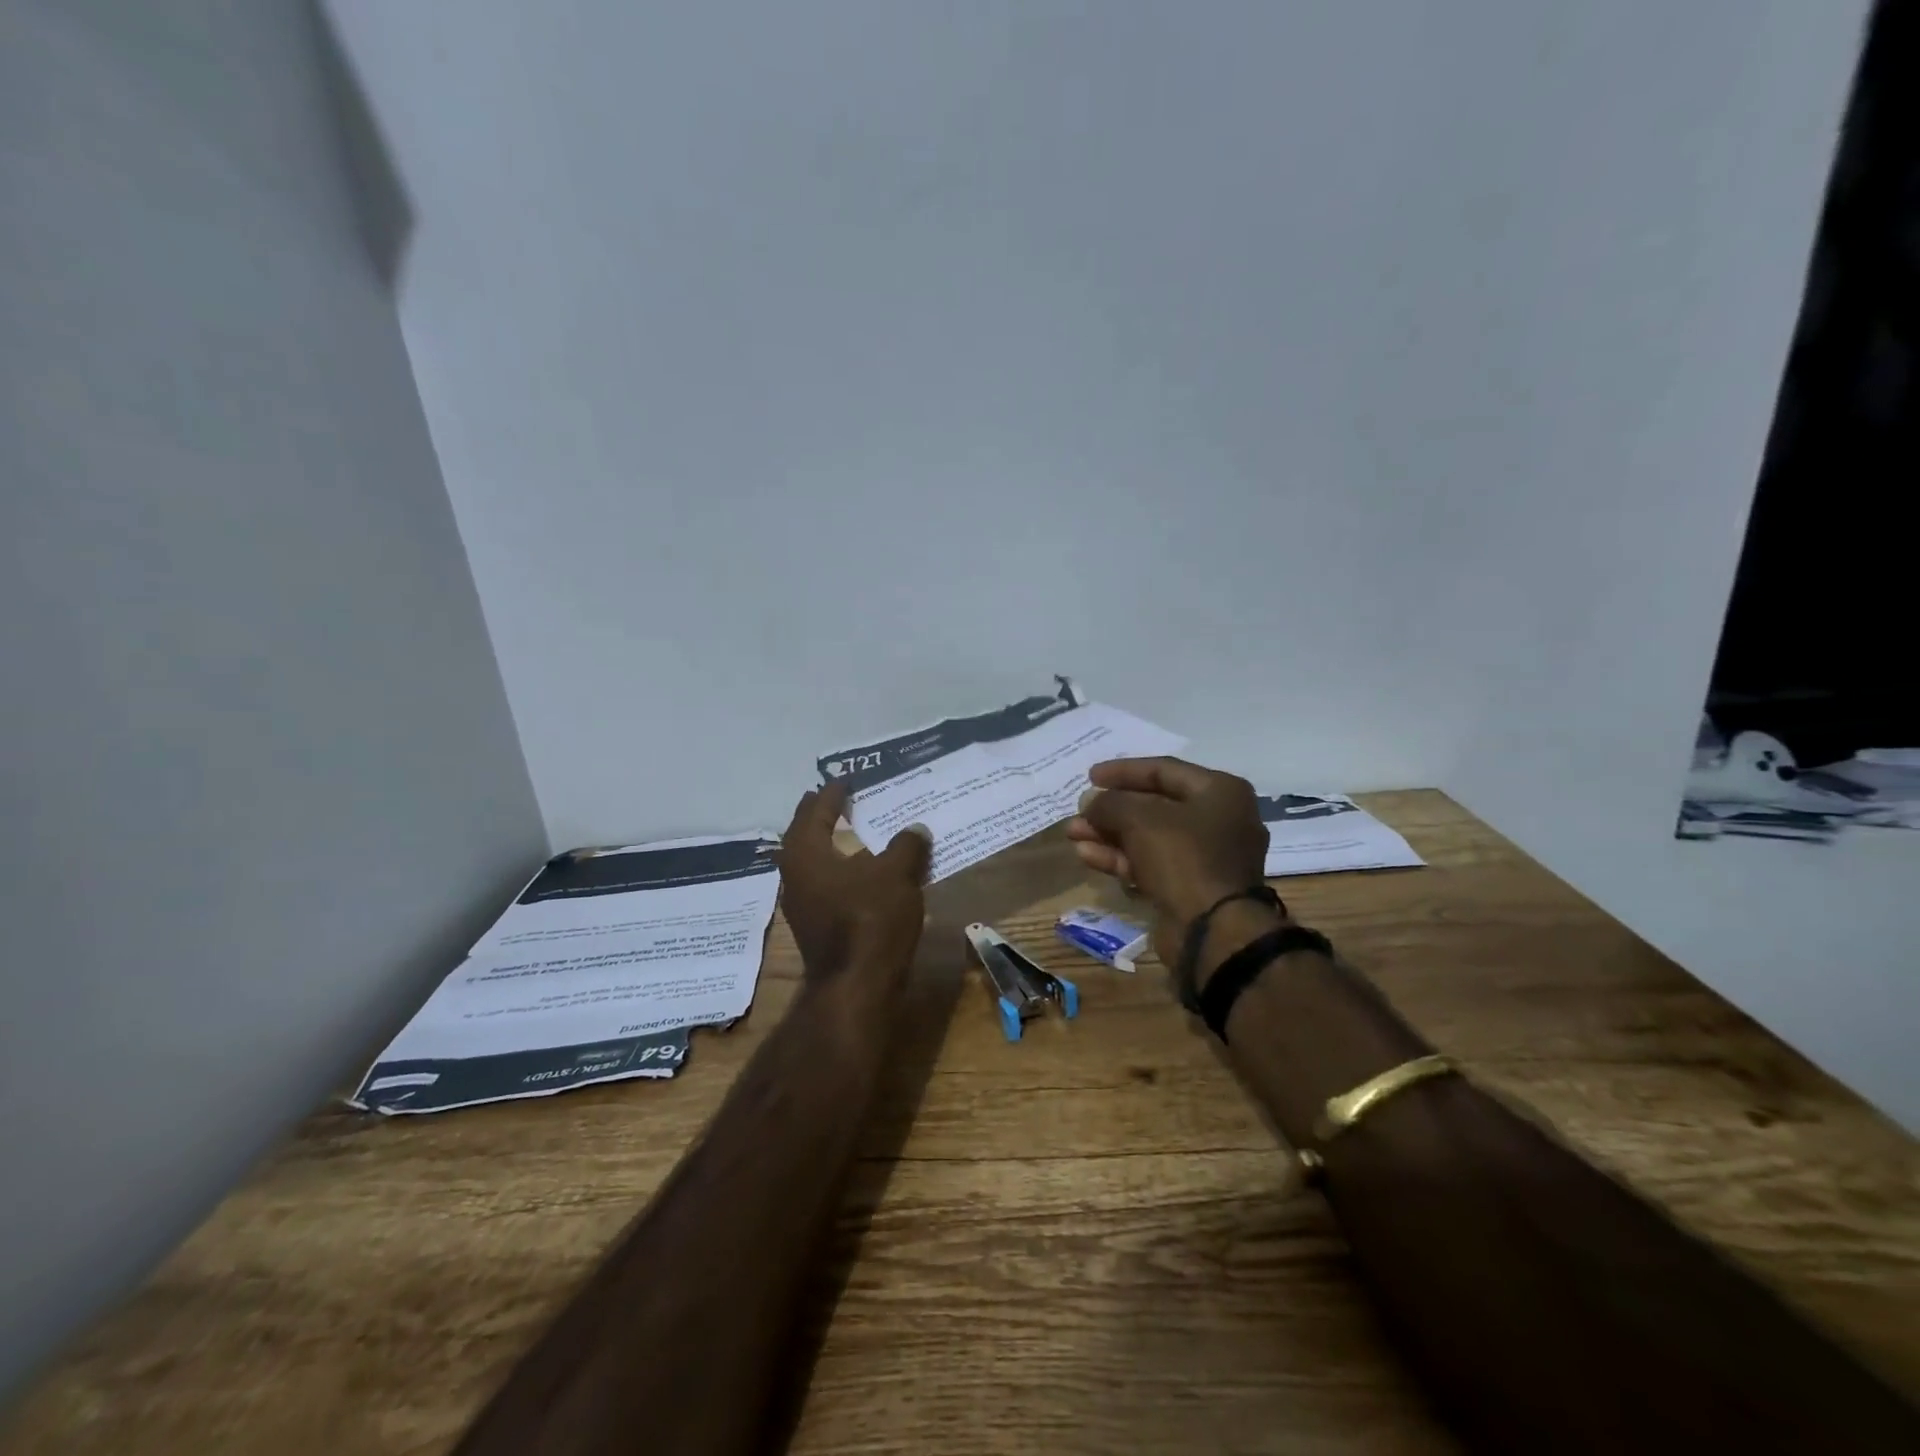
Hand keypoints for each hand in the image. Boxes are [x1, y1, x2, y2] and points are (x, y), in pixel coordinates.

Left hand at [777, 780, 931, 981]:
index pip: (817, 811)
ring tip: (848, 830)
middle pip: (804, 834)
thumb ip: (906, 846)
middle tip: (836, 798)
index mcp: (806, 852)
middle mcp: (795, 874)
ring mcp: (802, 903)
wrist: (857, 985)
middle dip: (820, 815)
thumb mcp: (896, 873)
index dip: (833, 793)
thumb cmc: (871, 918)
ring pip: (811, 861)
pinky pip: (824, 883)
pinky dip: (838, 868)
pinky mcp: (815, 925)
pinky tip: (858, 871)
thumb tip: (916, 828)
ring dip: (827, 843)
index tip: (845, 779)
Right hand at [1065, 756, 1271, 960]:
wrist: (1213, 932)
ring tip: (1072, 834)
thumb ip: (1109, 803)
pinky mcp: (1191, 887)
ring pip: (1149, 837)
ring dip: (1108, 835)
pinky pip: (1152, 863)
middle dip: (1111, 809)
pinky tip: (1087, 856)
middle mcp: (1219, 820)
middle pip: (1154, 805)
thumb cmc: (1183, 858)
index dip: (1123, 771)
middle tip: (1079, 810)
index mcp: (1220, 792)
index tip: (1089, 776)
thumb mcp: (1139, 819)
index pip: (1163, 769)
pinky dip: (1120, 858)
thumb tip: (1090, 802)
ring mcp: (1206, 857)